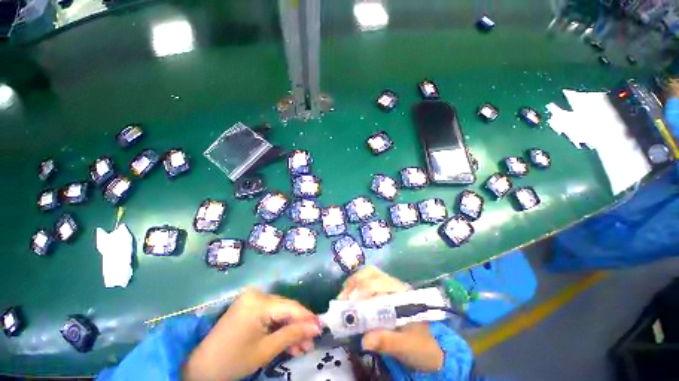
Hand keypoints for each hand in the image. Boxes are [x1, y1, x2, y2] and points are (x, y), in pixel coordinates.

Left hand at [183, 288, 320, 380]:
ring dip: (290, 329)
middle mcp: (257, 294)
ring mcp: (252, 299)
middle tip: (310, 344)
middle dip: (299, 327)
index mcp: (259, 302)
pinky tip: (287, 341)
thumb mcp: (266, 350)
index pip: (291, 307)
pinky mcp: (250, 305)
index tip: (322, 329)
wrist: (201, 367)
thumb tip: (317, 327)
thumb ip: (293, 335)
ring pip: (280, 312)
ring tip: (301, 347)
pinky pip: (271, 314)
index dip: (307, 318)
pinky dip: (279, 327)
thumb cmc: (233, 360)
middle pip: (286, 309)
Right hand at [338, 266, 443, 371]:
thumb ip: (387, 342)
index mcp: (403, 293)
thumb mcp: (406, 347)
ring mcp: (389, 286)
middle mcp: (395, 284)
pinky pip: (366, 280)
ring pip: (367, 274)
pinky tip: (349, 296)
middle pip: (371, 273)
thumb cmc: (419, 346)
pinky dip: (355, 285)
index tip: (348, 303)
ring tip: (343, 298)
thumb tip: (364, 340)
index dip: (363, 289)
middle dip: (354, 284)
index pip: (380, 282)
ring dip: (353, 283)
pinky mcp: (383, 291)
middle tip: (342, 300)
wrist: (429, 349)